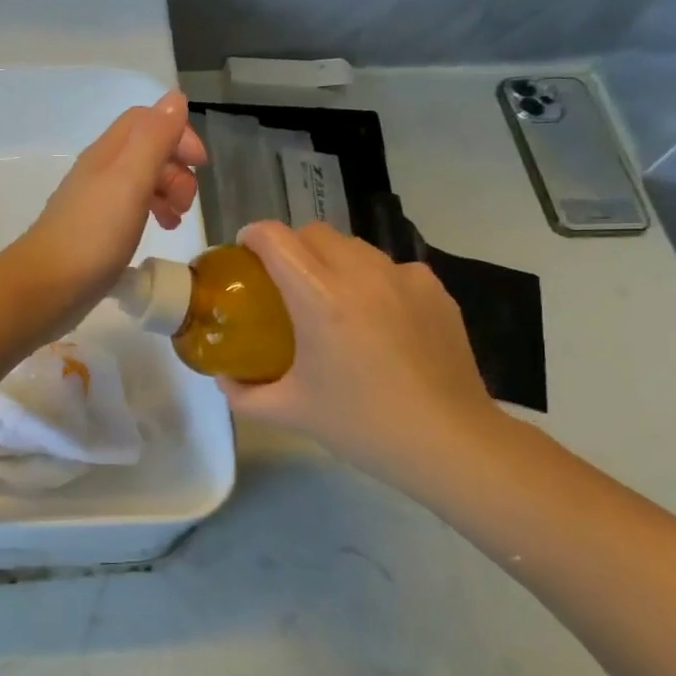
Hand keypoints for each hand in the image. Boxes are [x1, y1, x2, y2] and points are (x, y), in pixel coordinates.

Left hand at [9, 91, 204, 315]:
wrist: (46, 287)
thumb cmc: (93, 234)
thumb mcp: (130, 180)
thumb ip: (153, 139)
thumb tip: (174, 98)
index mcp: (107, 154)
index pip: (146, 120)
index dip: (178, 133)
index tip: (200, 165)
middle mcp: (98, 172)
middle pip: (145, 151)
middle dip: (176, 168)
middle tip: (186, 202)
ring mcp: (94, 203)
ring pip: (139, 181)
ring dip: (167, 192)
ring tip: (176, 221)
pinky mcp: (94, 232)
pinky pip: (129, 210)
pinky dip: (151, 213)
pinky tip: (158, 233)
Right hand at [221, 220, 509, 496]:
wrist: (451, 443)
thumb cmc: (362, 425)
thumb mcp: (289, 412)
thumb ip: (244, 395)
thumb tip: (224, 378)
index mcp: (319, 298)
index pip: (275, 238)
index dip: (251, 237)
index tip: (243, 256)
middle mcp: (361, 274)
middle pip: (313, 232)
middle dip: (289, 246)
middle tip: (281, 283)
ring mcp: (404, 277)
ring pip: (354, 247)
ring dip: (330, 261)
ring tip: (330, 301)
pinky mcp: (435, 290)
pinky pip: (390, 268)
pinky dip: (371, 280)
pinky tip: (376, 320)